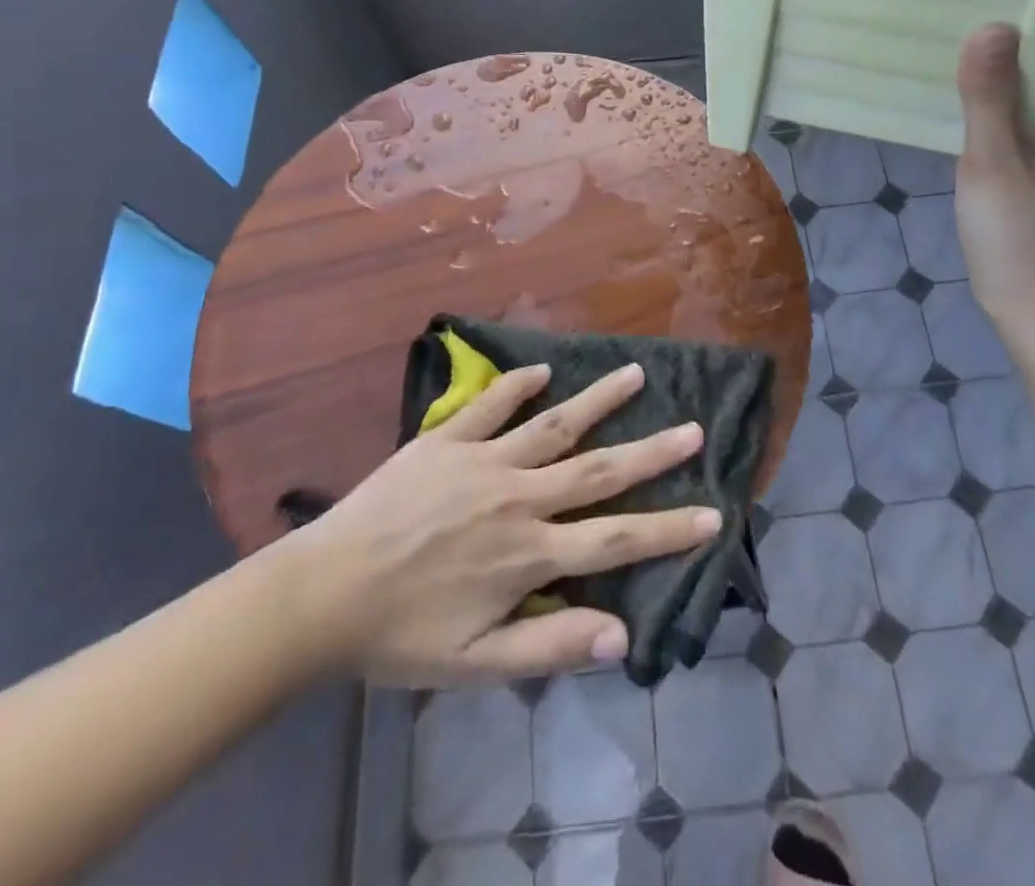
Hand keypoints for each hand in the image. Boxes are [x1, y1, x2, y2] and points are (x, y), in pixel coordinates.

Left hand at [272, 363, 718, 686]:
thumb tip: (621, 636)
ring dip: (599, 400)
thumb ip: (549, 647)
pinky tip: (543, 368)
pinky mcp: (446, 440)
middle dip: (652, 452)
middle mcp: (519, 498)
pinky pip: (489, 405)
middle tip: (693, 427)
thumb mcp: (474, 665)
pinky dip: (518, 385)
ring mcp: (483, 462)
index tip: (712, 513)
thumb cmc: (401, 636)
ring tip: (636, 372)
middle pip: (599, 471)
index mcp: (529, 555)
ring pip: (555, 425)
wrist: (322, 594)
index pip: (616, 540)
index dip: (668, 529)